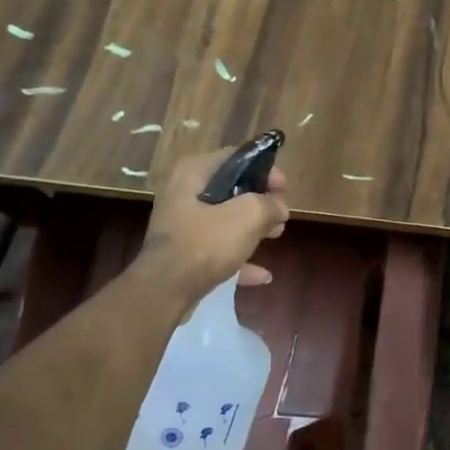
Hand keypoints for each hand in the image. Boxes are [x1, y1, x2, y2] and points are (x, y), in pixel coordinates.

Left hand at [141, 145, 290, 299]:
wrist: (165, 291)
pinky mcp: (183, 253)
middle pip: (231, 189)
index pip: (236, 158)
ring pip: (225, 219)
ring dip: (252, 227)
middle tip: (280, 215)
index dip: (265, 170)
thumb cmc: (205, 243)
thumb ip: (270, 204)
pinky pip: (217, 248)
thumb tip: (279, 207)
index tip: (284, 190)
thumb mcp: (248, 215)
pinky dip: (239, 256)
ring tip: (276, 236)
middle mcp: (183, 193)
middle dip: (260, 202)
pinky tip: (262, 274)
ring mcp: (181, 225)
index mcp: (194, 173)